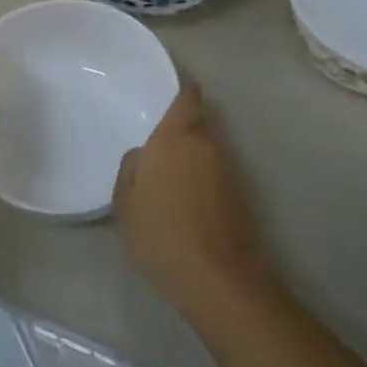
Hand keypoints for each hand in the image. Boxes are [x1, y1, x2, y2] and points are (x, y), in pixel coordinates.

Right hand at [113, 80, 270, 313]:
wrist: (217, 277)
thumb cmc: (161, 234)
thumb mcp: (126, 203)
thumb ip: (131, 169)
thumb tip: (143, 155)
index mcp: (176, 137)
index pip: (188, 97)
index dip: (182, 89)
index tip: (170, 89)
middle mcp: (207, 144)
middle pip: (199, 121)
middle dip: (182, 127)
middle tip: (158, 142)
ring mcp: (229, 169)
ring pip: (208, 148)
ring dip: (193, 153)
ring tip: (169, 174)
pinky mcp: (241, 193)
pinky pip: (215, 171)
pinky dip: (203, 176)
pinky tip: (186, 197)